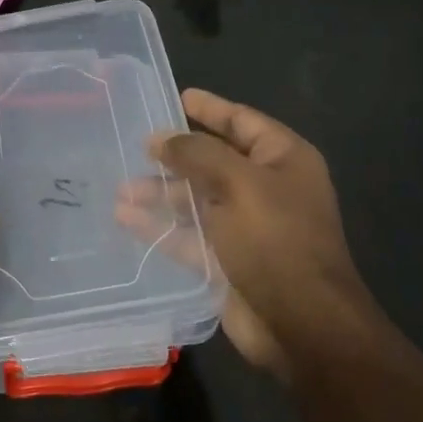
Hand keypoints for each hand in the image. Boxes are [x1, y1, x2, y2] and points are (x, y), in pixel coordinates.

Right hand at [152, 89, 376, 380]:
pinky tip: (126, 218)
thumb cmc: (276, 239)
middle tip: (137, 147)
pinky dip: (160, 226)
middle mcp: (266, 189)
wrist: (301, 325)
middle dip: (175, 156)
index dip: (210, 108)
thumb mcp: (237, 183)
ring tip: (121, 188)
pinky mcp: (226, 260)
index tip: (177, 96)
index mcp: (283, 160)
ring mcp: (246, 227)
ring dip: (161, 193)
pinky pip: (188, 235)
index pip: (242, 122)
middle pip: (213, 161)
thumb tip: (160, 138)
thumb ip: (195, 154)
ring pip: (196, 199)